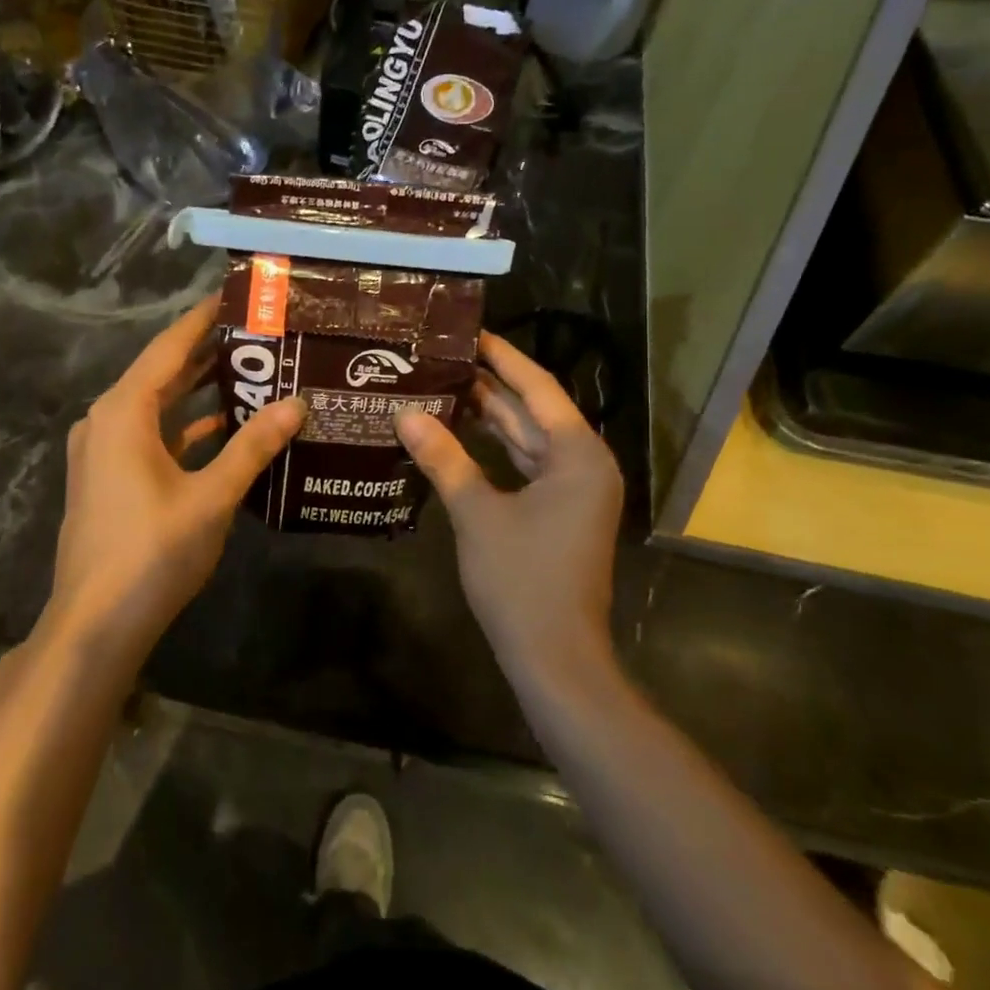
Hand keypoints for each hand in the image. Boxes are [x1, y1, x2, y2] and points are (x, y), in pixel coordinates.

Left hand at [47, 295, 303, 661]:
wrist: (94, 625)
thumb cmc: (152, 553)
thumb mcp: (211, 496)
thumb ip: (253, 447)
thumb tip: (296, 404)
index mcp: (124, 412)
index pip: (169, 347)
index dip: (203, 318)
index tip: (236, 295)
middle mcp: (108, 420)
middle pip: (162, 372)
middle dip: (207, 352)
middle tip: (258, 332)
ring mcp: (105, 451)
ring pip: (158, 405)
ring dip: (198, 390)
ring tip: (251, 370)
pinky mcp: (110, 478)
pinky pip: (152, 435)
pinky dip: (185, 427)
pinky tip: (225, 428)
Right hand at [395, 331, 622, 677]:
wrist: (556, 658)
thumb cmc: (522, 580)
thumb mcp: (477, 513)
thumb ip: (444, 459)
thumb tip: (405, 414)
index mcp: (578, 454)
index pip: (538, 388)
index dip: (503, 358)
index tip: (469, 332)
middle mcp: (584, 463)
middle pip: (533, 411)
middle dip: (491, 385)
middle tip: (443, 357)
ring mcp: (574, 491)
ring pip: (528, 440)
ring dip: (490, 418)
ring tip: (443, 386)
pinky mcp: (560, 513)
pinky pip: (527, 466)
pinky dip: (496, 451)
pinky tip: (459, 436)